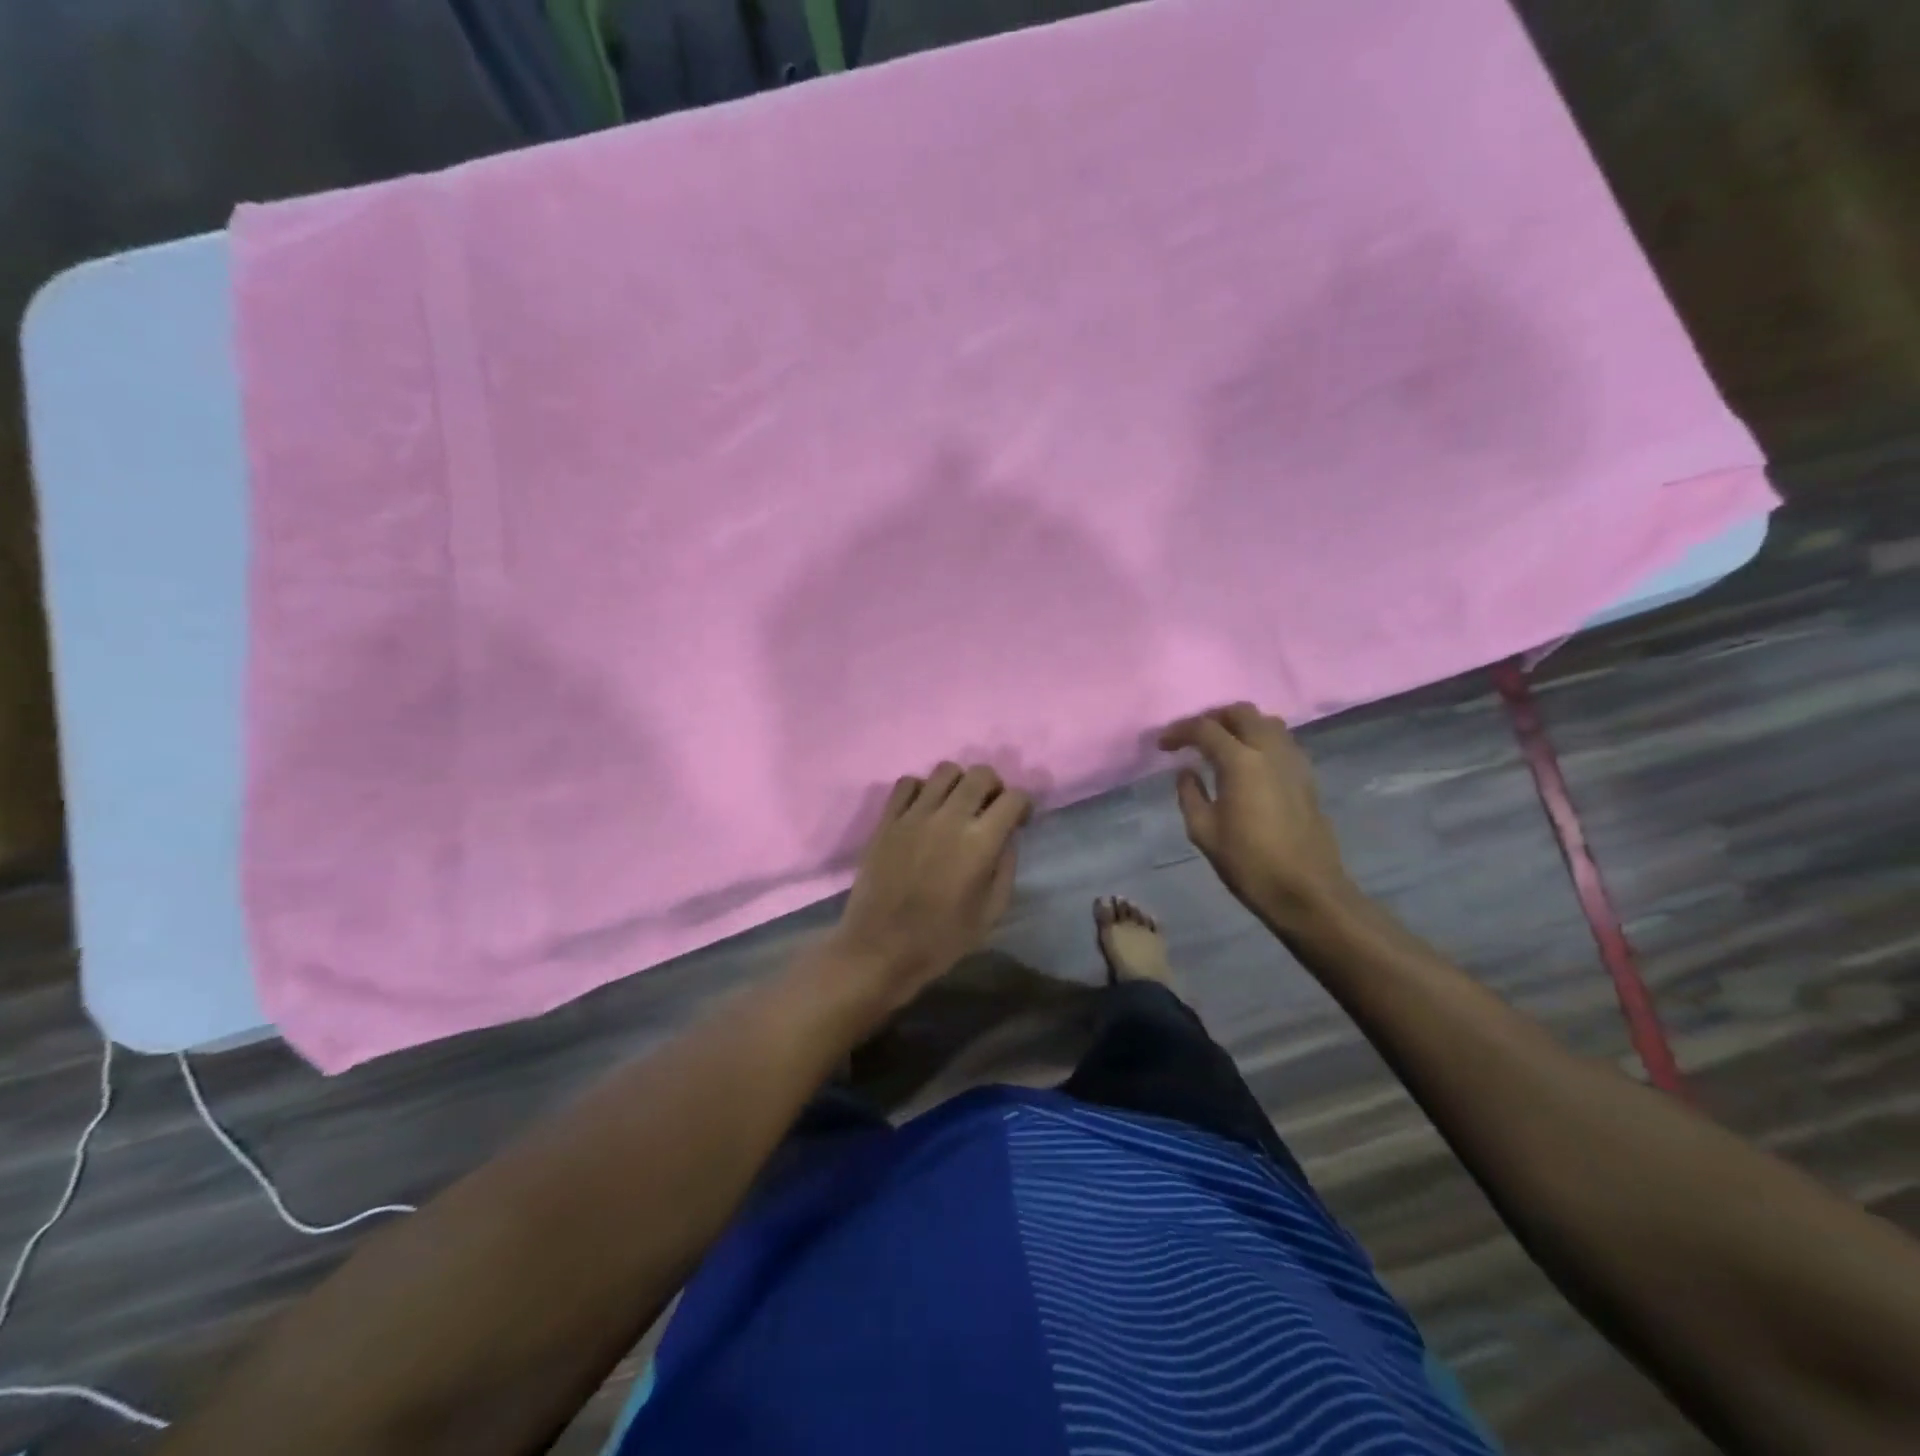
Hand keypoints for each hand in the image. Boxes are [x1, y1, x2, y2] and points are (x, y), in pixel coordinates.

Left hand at [830, 763, 1032, 1014]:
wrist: (880, 949)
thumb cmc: (941, 939)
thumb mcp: (991, 912)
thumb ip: (1005, 868)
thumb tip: (1006, 837)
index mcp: (980, 843)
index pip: (1014, 798)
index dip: (1024, 805)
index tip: (1019, 821)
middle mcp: (949, 818)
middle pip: (980, 774)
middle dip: (995, 786)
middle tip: (990, 809)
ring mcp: (914, 815)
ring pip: (945, 770)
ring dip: (959, 783)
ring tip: (956, 806)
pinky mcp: (887, 820)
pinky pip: (907, 782)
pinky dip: (922, 788)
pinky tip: (924, 810)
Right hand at [1159, 702, 1352, 924]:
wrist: (1306, 890)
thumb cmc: (1248, 863)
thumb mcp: (1204, 831)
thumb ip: (1190, 794)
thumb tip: (1187, 771)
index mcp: (1241, 761)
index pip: (1205, 728)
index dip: (1180, 731)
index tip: (1163, 744)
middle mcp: (1270, 750)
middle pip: (1242, 712)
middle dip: (1213, 717)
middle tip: (1193, 737)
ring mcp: (1294, 761)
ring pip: (1267, 722)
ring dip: (1241, 725)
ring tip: (1221, 745)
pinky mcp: (1307, 776)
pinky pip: (1282, 741)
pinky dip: (1261, 740)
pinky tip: (1248, 763)